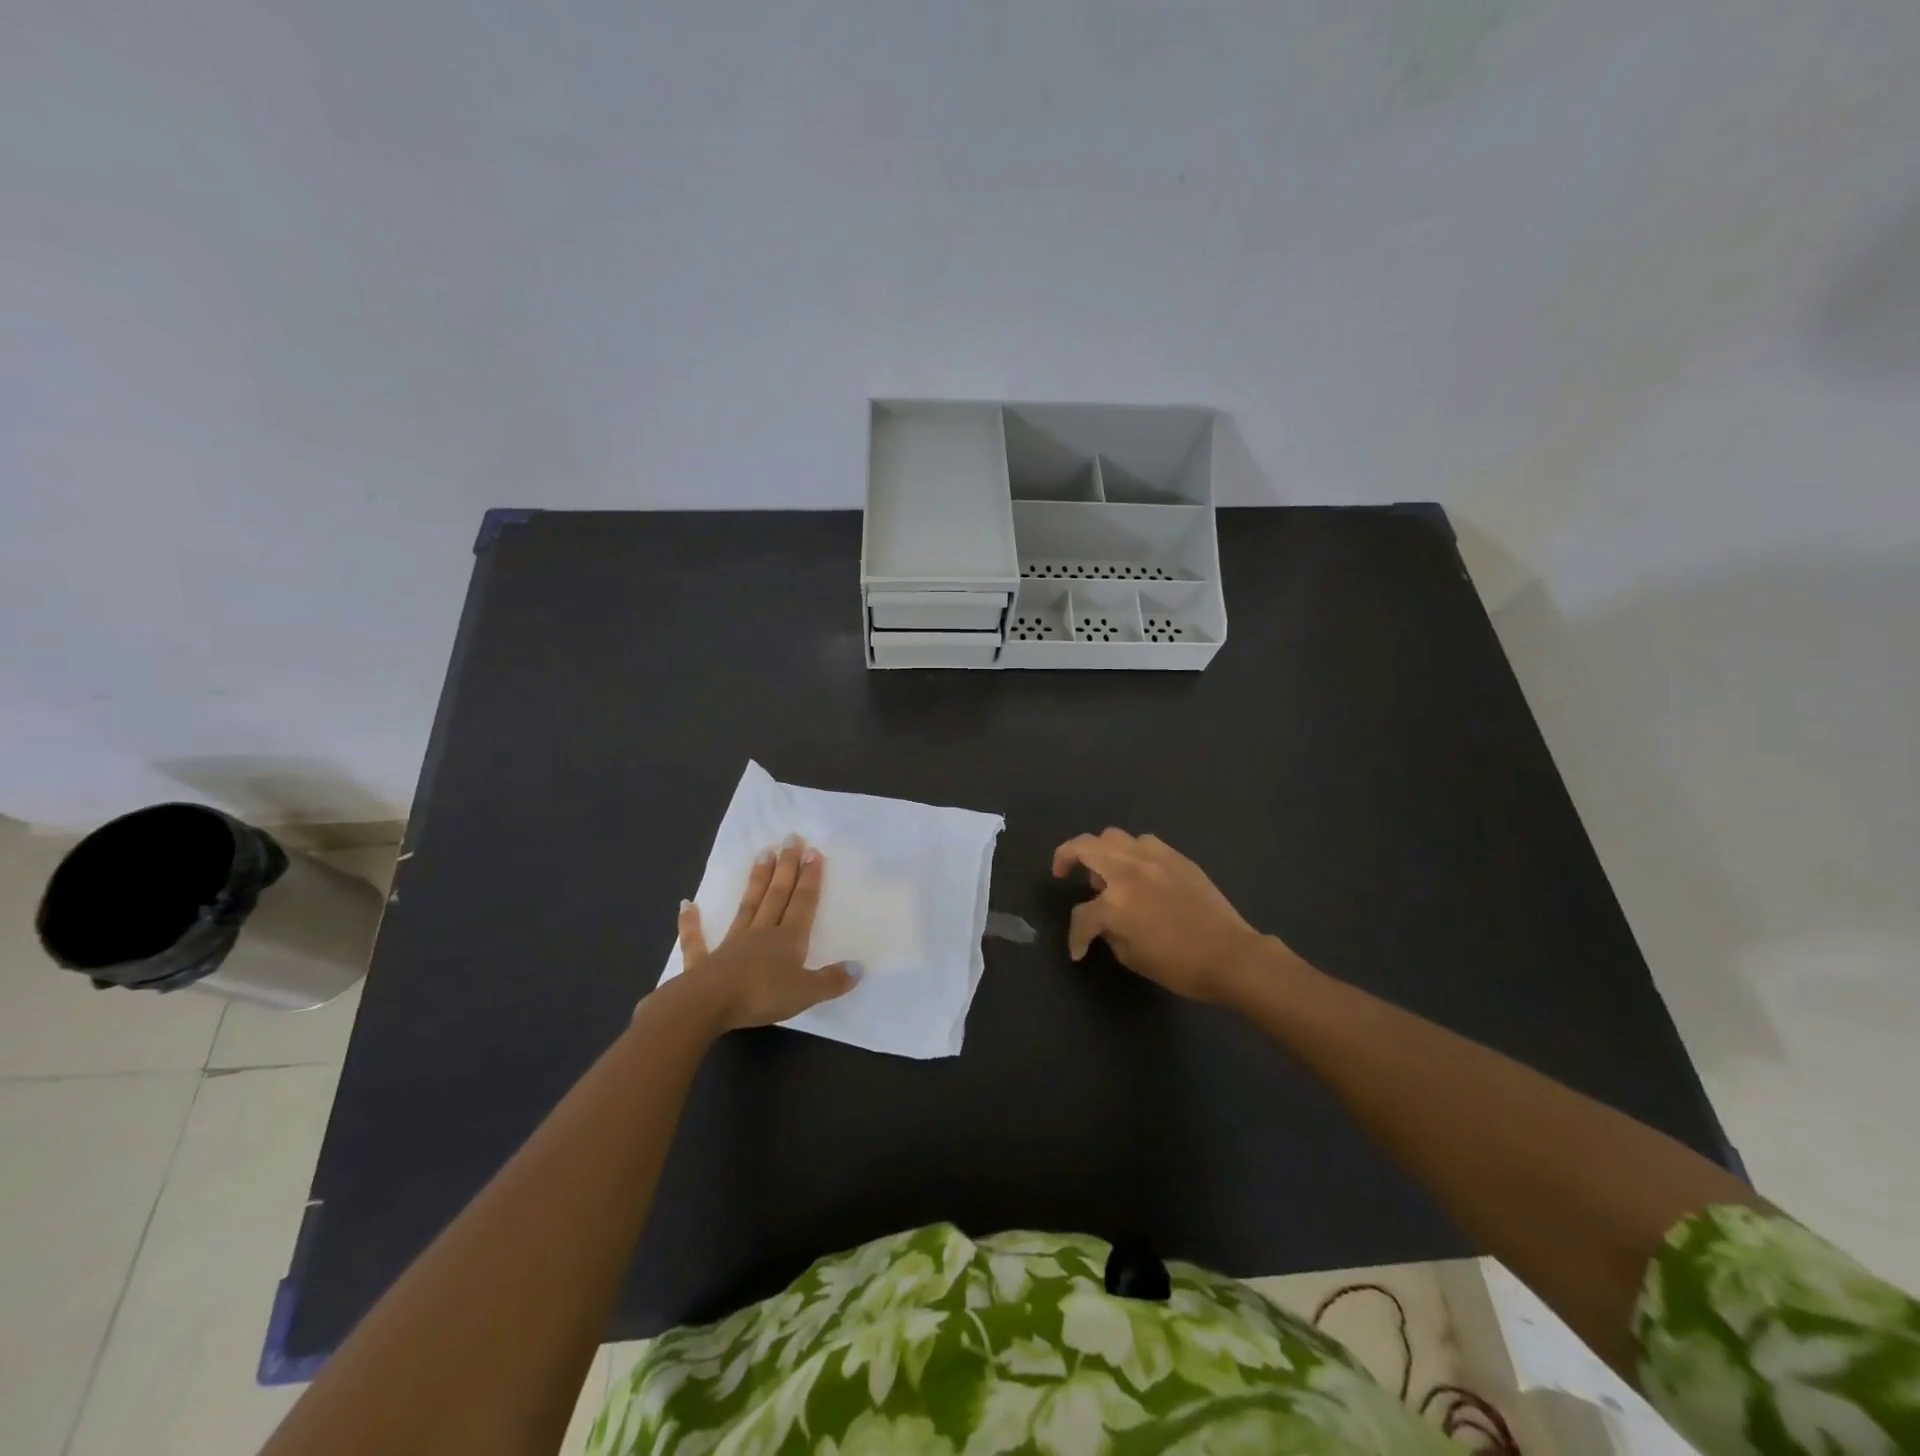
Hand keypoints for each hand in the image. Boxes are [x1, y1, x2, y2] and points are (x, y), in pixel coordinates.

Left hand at [672, 837, 858, 1031]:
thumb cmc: (761, 996)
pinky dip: (691, 923)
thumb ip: (832, 980)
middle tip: (790, 838)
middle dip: (787, 867)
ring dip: (756, 881)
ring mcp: (731, 944)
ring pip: (748, 906)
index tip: (813, 851)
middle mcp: (761, 933)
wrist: (708, 1005)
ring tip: (762, 854)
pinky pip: (697, 940)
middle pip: (777, 895)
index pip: (803, 903)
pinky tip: (687, 905)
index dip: (810, 878)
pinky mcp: (703, 962)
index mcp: (787, 939)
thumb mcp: (805, 992)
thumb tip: (858, 967)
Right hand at [1051, 829, 1278, 1004]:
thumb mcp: (1132, 958)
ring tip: (1107, 872)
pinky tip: (1139, 872)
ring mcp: (1153, 859)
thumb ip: (1110, 933)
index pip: (1081, 915)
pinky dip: (1132, 853)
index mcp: (1115, 904)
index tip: (1078, 950)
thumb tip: (1105, 923)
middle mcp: (1129, 872)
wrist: (1231, 956)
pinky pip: (1144, 843)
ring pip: (1113, 837)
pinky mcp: (1176, 857)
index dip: (1076, 936)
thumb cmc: (1180, 966)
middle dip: (1066, 857)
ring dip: (1101, 851)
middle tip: (1063, 872)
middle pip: (1085, 847)